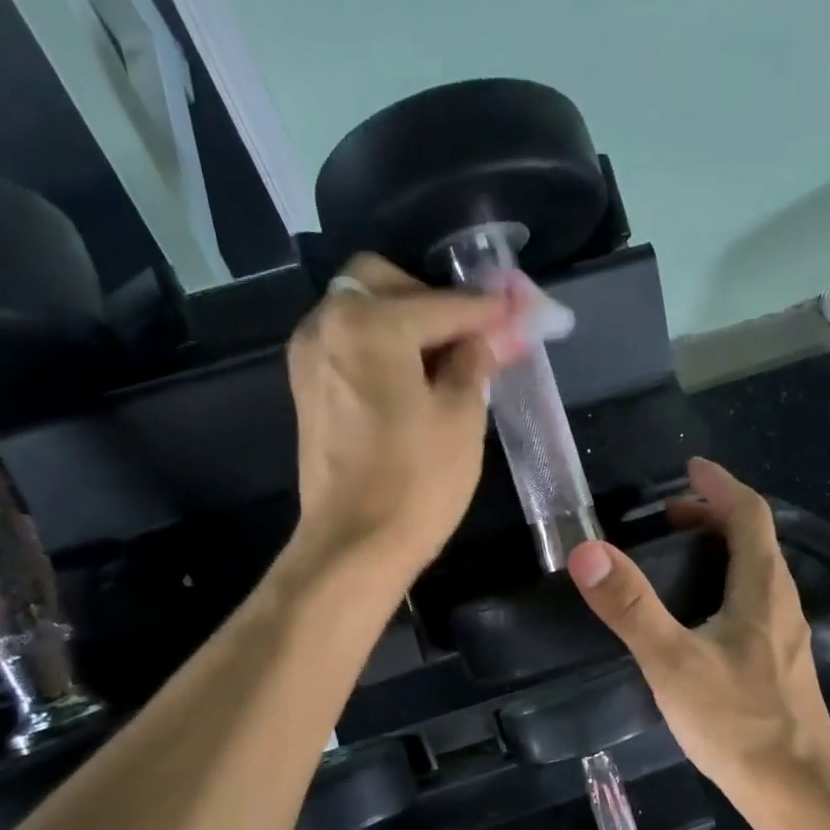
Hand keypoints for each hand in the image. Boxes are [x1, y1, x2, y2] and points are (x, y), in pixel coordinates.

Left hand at [287, 254, 522, 574]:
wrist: (354, 546)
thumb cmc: (417, 483)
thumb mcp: (461, 418)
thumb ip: (476, 360)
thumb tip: (496, 331)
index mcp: (370, 324)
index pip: (443, 304)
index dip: (488, 308)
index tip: (521, 308)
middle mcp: (327, 324)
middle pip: (384, 283)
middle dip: (432, 300)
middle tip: (471, 336)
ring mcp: (310, 356)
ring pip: (362, 312)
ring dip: (406, 323)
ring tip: (447, 363)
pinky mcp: (308, 389)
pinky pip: (349, 344)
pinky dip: (382, 348)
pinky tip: (413, 380)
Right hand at [567, 459, 829, 809]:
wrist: (797, 791)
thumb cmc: (737, 722)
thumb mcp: (672, 662)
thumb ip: (630, 608)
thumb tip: (587, 552)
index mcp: (762, 589)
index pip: (750, 515)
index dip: (720, 486)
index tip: (690, 469)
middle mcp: (782, 605)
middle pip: (755, 542)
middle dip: (715, 518)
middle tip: (670, 519)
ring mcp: (787, 639)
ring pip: (757, 577)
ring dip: (721, 555)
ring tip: (678, 562)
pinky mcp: (782, 668)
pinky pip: (755, 607)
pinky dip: (726, 590)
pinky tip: (700, 622)